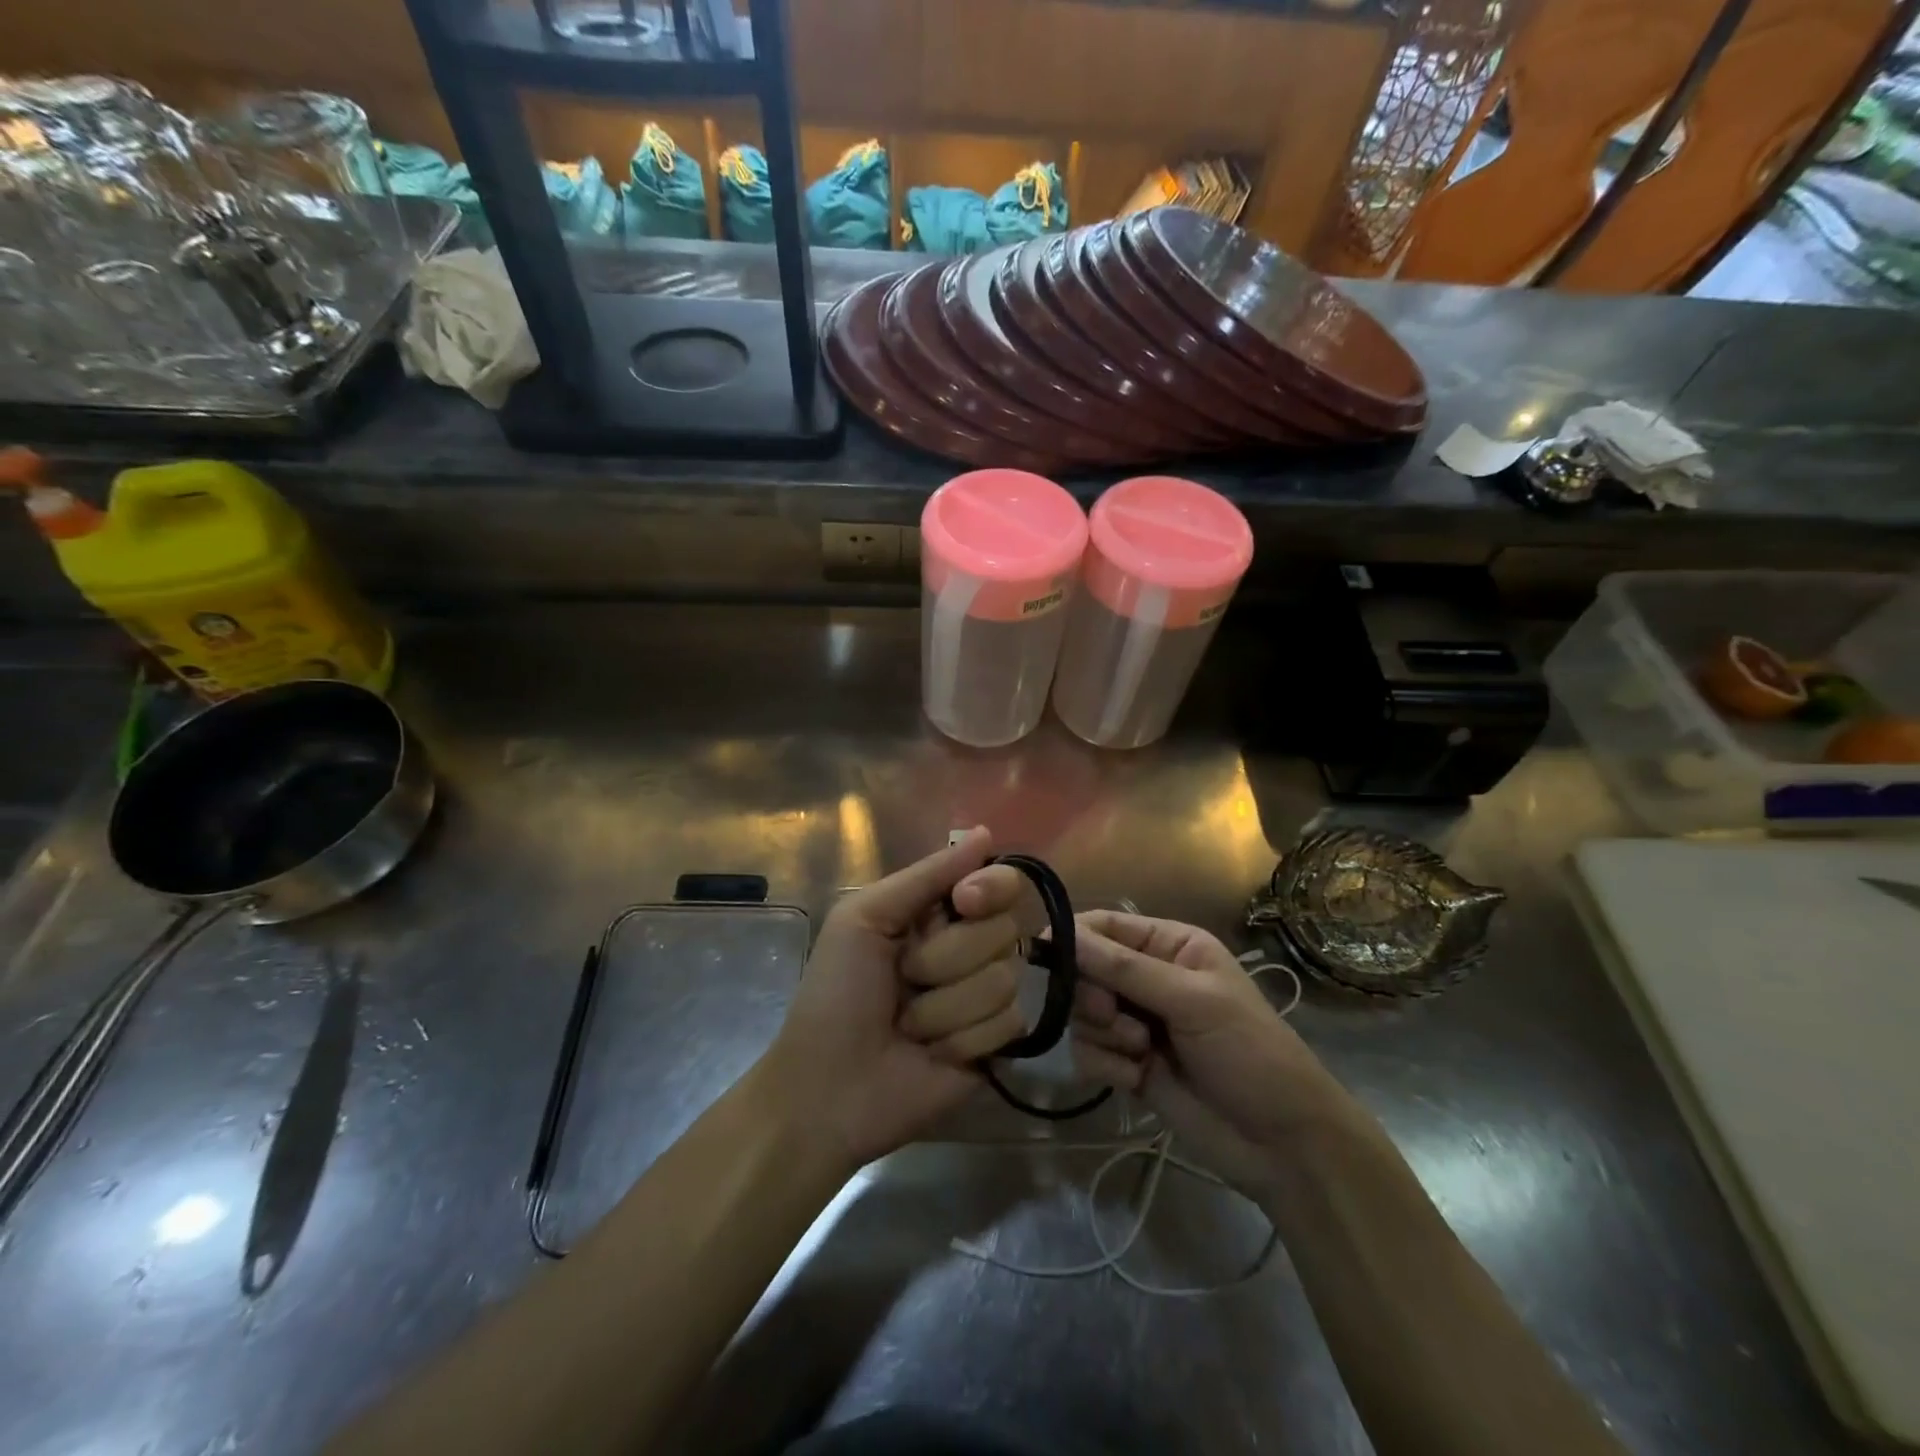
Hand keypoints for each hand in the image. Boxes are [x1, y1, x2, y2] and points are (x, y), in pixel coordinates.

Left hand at [760, 828, 1028, 1169]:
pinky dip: (962, 1038)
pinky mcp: (997, 1044)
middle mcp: (970, 947)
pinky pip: (1008, 1022)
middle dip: (946, 958)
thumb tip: (986, 832)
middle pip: (1005, 929)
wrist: (828, 1090)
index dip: (992, 888)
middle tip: (904, 979)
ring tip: (909, 1025)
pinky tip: (933, 1054)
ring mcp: (986, 996)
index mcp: (939, 912)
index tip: (964, 902)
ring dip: (945, 1007)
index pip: (1000, 881)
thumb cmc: (835, 994)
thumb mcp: (865, 918)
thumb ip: (926, 875)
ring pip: (1005, 978)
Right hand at [1069, 910, 1355, 1199]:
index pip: (1106, 927)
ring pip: (1083, 1014)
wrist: (1283, 1144)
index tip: (1043, 954)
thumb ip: (1125, 968)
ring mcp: (1137, 1023)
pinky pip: (1089, 1052)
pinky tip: (1138, 1080)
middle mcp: (1149, 978)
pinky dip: (1106, 1066)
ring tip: (1140, 1053)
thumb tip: (1062, 935)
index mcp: (1170, 946)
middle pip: (1085, 970)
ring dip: (1104, 1035)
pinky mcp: (1129, 1065)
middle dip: (1093, 996)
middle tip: (1113, 1015)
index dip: (1073, 937)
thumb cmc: (1249, 1052)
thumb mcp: (1192, 1001)